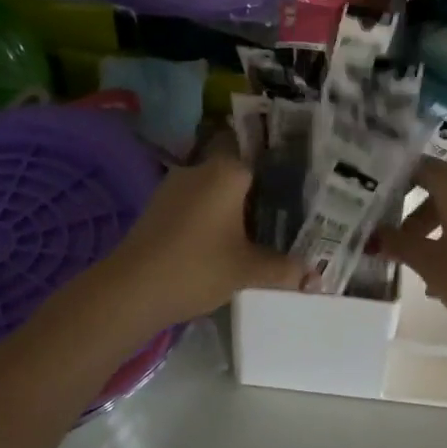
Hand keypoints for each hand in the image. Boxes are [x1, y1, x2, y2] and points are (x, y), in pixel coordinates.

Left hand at [94, 149, 303, 329]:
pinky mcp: (157, 208)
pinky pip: (194, 206)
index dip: (281, 175)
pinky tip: (220, 244)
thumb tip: (315, 279)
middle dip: (257, 196)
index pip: (262, 158)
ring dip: (230, 210)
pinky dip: (209, 220)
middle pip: (237, 174)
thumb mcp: (247, 270)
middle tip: (282, 219)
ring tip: (255, 235)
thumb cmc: (197, 267)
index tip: (299, 193)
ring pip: (214, 191)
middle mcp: (200, 168)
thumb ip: (283, 269)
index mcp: (227, 171)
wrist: (131, 289)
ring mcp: (174, 187)